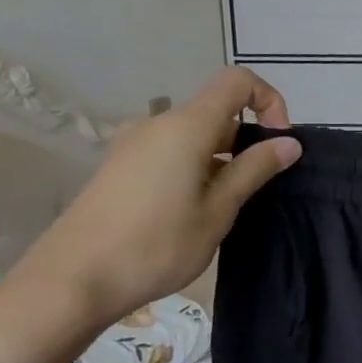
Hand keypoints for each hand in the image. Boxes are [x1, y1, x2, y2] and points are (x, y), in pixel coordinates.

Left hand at [4, 68, 301, 331]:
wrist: (72, 280)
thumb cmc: (157, 244)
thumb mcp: (218, 210)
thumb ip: (254, 170)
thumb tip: (289, 143)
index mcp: (186, 126)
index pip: (237, 82)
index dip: (269, 101)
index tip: (279, 143)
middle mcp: (157, 124)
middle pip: (217, 110)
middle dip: (248, 139)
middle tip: (259, 187)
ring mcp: (134, 145)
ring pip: (195, 135)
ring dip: (223, 158)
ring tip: (227, 205)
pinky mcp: (122, 167)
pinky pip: (172, 151)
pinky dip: (197, 167)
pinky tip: (194, 210)